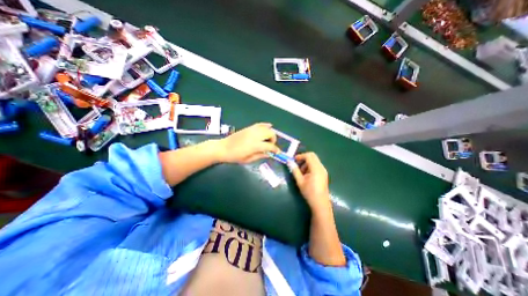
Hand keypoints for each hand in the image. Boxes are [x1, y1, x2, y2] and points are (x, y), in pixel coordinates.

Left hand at [218, 123, 279, 163]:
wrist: (223, 148)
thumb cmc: (235, 156)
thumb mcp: (248, 160)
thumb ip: (260, 156)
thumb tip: (269, 154)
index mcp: (255, 145)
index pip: (270, 146)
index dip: (276, 150)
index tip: (278, 152)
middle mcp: (255, 135)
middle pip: (271, 134)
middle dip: (274, 140)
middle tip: (271, 146)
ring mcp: (252, 130)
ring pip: (267, 128)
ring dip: (270, 133)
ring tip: (268, 139)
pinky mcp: (249, 127)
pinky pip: (260, 124)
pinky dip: (266, 125)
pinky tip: (269, 126)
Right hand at [289, 154, 328, 208]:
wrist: (320, 203)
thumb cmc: (309, 192)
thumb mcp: (300, 181)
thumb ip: (294, 170)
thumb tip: (289, 162)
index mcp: (316, 168)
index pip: (309, 156)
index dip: (300, 156)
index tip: (293, 160)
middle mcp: (321, 167)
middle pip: (313, 156)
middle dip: (304, 158)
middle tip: (297, 164)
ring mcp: (323, 170)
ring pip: (315, 160)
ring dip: (307, 162)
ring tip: (300, 172)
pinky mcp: (324, 174)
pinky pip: (316, 165)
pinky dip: (310, 166)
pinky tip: (306, 174)